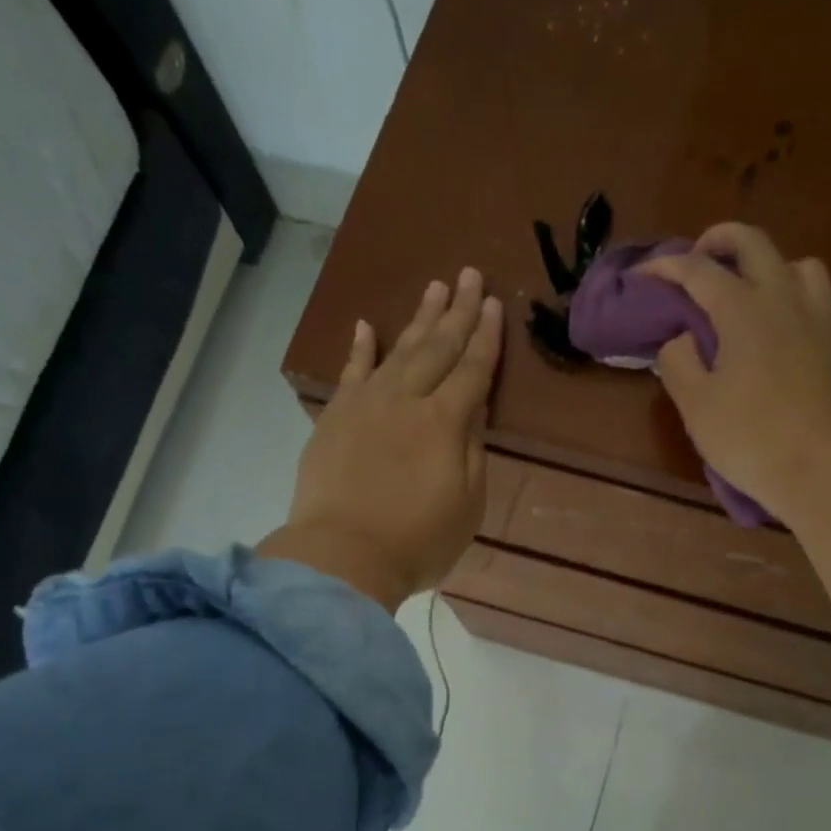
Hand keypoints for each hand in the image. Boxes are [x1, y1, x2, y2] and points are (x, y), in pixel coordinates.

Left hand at [259, 270, 501, 610]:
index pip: (472, 370)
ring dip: (418, 319)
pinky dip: (360, 349)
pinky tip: (368, 326)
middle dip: (457, 312)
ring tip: (434, 288)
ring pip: (397, 351)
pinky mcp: (335, 418)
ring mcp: (366, 405)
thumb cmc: (418, 541)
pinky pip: (350, 373)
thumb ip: (472, 449)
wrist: (343, 557)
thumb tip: (473, 406)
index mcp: (445, 423)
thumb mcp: (467, 504)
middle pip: (437, 349)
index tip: (495, 305)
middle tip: (469, 274)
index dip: (486, 338)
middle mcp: (406, 401)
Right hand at [641, 224, 830, 519]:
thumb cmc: (747, 438)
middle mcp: (785, 300)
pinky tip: (800, 329)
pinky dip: (811, 309)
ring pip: (802, 267)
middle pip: (754, 243)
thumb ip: (678, 361)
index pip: (697, 270)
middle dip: (720, 240)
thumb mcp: (695, 405)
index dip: (665, 266)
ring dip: (773, 269)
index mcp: (743, 309)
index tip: (642, 275)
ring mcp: (823, 320)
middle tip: (700, 258)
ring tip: (756, 294)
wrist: (816, 469)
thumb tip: (681, 338)